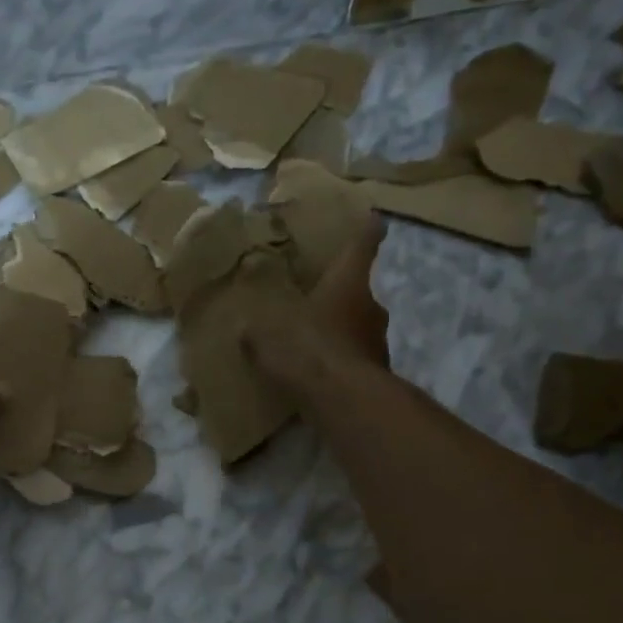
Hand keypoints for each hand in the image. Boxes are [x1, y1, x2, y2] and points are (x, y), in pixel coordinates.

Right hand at [244, 215, 390, 395]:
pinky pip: (354, 359)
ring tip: (312, 342)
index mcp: (348, 284)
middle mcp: (370, 306)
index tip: (374, 221)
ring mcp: (378, 342)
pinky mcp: (376, 374)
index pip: (363, 246)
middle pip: (359, 292)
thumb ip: (257, 330)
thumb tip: (245, 327)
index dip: (367, 232)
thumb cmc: (308, 350)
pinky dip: (340, 362)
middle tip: (317, 300)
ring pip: (358, 328)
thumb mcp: (267, 336)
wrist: (344, 401)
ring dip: (340, 332)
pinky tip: (317, 375)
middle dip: (340, 295)